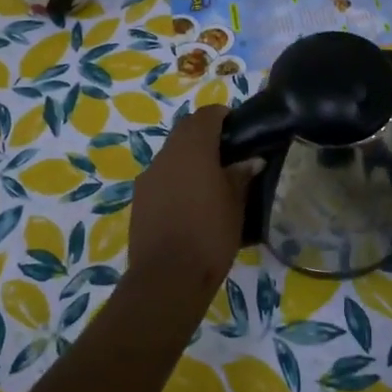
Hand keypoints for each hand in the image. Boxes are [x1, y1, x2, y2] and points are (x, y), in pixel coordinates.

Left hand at [127, 105, 254, 298]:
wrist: (166, 277)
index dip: (222, 116)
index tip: (239, 127)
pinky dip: (176, 179)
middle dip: (205, 135)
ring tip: (211, 180)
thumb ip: (241, 176)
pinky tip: (191, 202)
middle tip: (229, 152)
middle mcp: (166, 155)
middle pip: (185, 131)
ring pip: (171, 155)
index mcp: (192, 148)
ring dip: (189, 158)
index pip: (206, 115)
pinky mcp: (139, 199)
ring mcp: (148, 177)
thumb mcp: (236, 205)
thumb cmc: (210, 234)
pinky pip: (161, 177)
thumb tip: (251, 161)